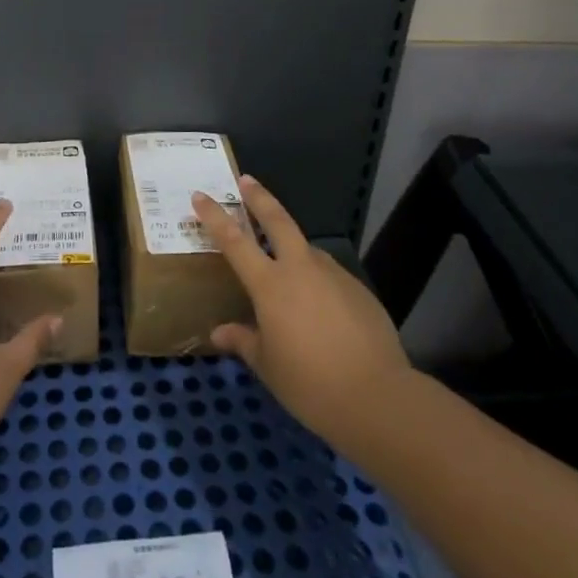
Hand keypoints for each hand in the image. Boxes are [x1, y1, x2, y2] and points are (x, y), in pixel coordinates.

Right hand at [192, 176, 411, 451]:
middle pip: (277, 219)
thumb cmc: (309, 384)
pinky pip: (329, 275)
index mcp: (270, 285)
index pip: (234, 241)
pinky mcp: (358, 289)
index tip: (200, 195)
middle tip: (246, 181)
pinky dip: (317, 279)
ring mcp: (333, 274)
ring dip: (292, 246)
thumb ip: (243, 341)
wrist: (377, 397)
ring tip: (285, 266)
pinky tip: (319, 306)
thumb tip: (219, 332)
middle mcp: (300, 268)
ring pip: (306, 249)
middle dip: (259, 197)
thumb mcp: (267, 366)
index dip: (214, 216)